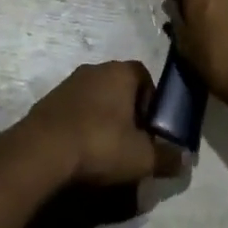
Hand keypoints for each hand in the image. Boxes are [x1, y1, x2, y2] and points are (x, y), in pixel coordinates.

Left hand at [13, 61, 179, 186]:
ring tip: (105, 151)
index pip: (145, 77)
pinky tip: (81, 151)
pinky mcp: (49, 100)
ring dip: (103, 118)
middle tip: (130, 143)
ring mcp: (69, 82)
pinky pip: (75, 110)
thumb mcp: (142, 157)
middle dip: (128, 112)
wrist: (42, 150)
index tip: (151, 130)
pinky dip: (81, 125)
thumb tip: (185, 159)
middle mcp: (95, 69)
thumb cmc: (100, 144)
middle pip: (120, 87)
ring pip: (96, 98)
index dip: (152, 103)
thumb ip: (167, 157)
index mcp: (121, 72)